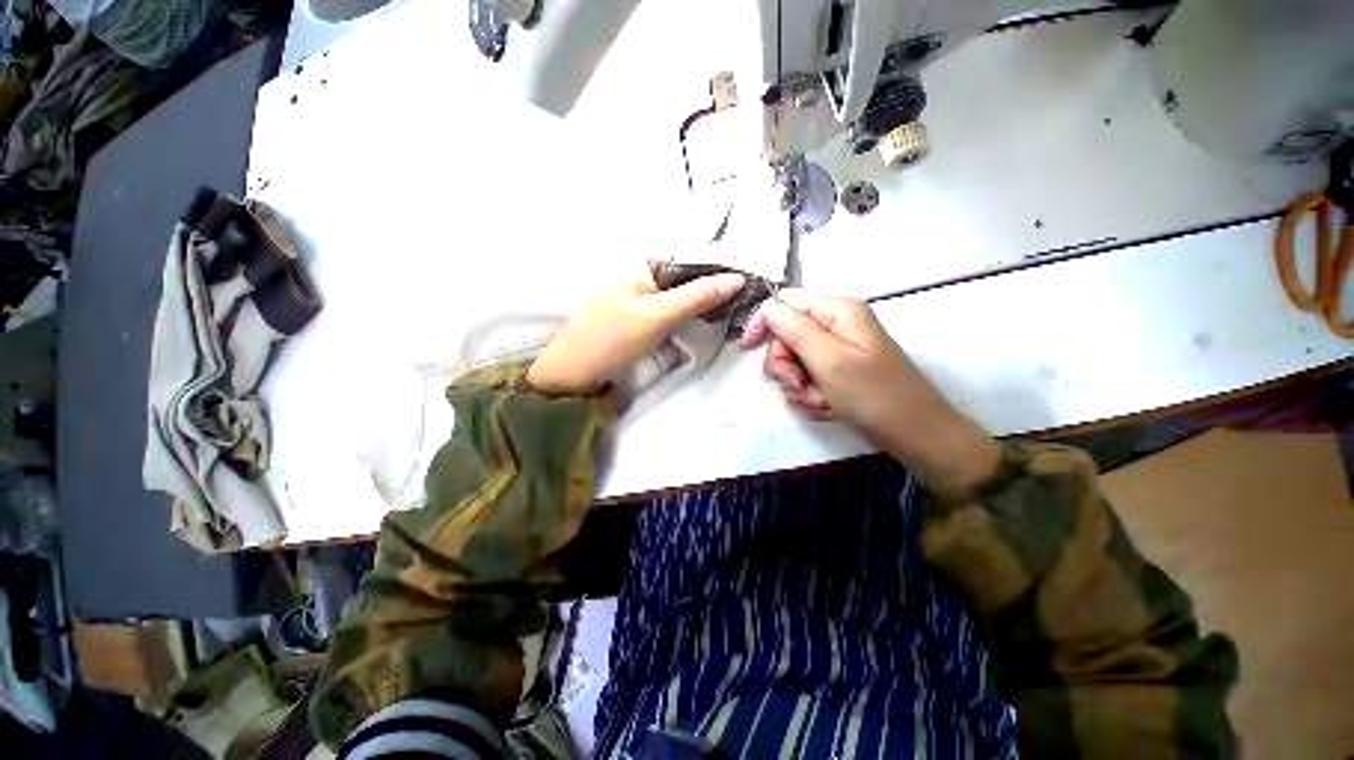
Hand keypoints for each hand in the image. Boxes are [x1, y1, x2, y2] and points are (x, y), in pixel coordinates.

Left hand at [527, 263, 746, 396]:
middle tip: (737, 308)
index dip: (715, 274)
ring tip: (724, 318)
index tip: (743, 289)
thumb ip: (697, 296)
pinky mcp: (634, 323)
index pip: (689, 264)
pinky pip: (666, 316)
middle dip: (708, 294)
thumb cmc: (614, 338)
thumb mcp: (659, 314)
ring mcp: (636, 302)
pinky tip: (696, 328)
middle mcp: (639, 280)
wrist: (574, 374)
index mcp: (641, 268)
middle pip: (684, 283)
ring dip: (697, 309)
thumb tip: (737, 278)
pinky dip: (682, 321)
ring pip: (677, 301)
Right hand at [738, 289, 1001, 494]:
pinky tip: (828, 407)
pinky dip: (812, 395)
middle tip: (798, 385)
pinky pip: (809, 379)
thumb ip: (795, 330)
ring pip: (795, 362)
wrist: (915, 435)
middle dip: (787, 365)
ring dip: (799, 385)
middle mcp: (836, 326)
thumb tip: (767, 307)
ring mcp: (838, 350)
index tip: (747, 347)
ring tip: (820, 401)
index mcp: (837, 312)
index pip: (786, 302)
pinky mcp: (839, 372)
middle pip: (787, 336)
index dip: (764, 322)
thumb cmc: (874, 394)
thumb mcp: (829, 360)